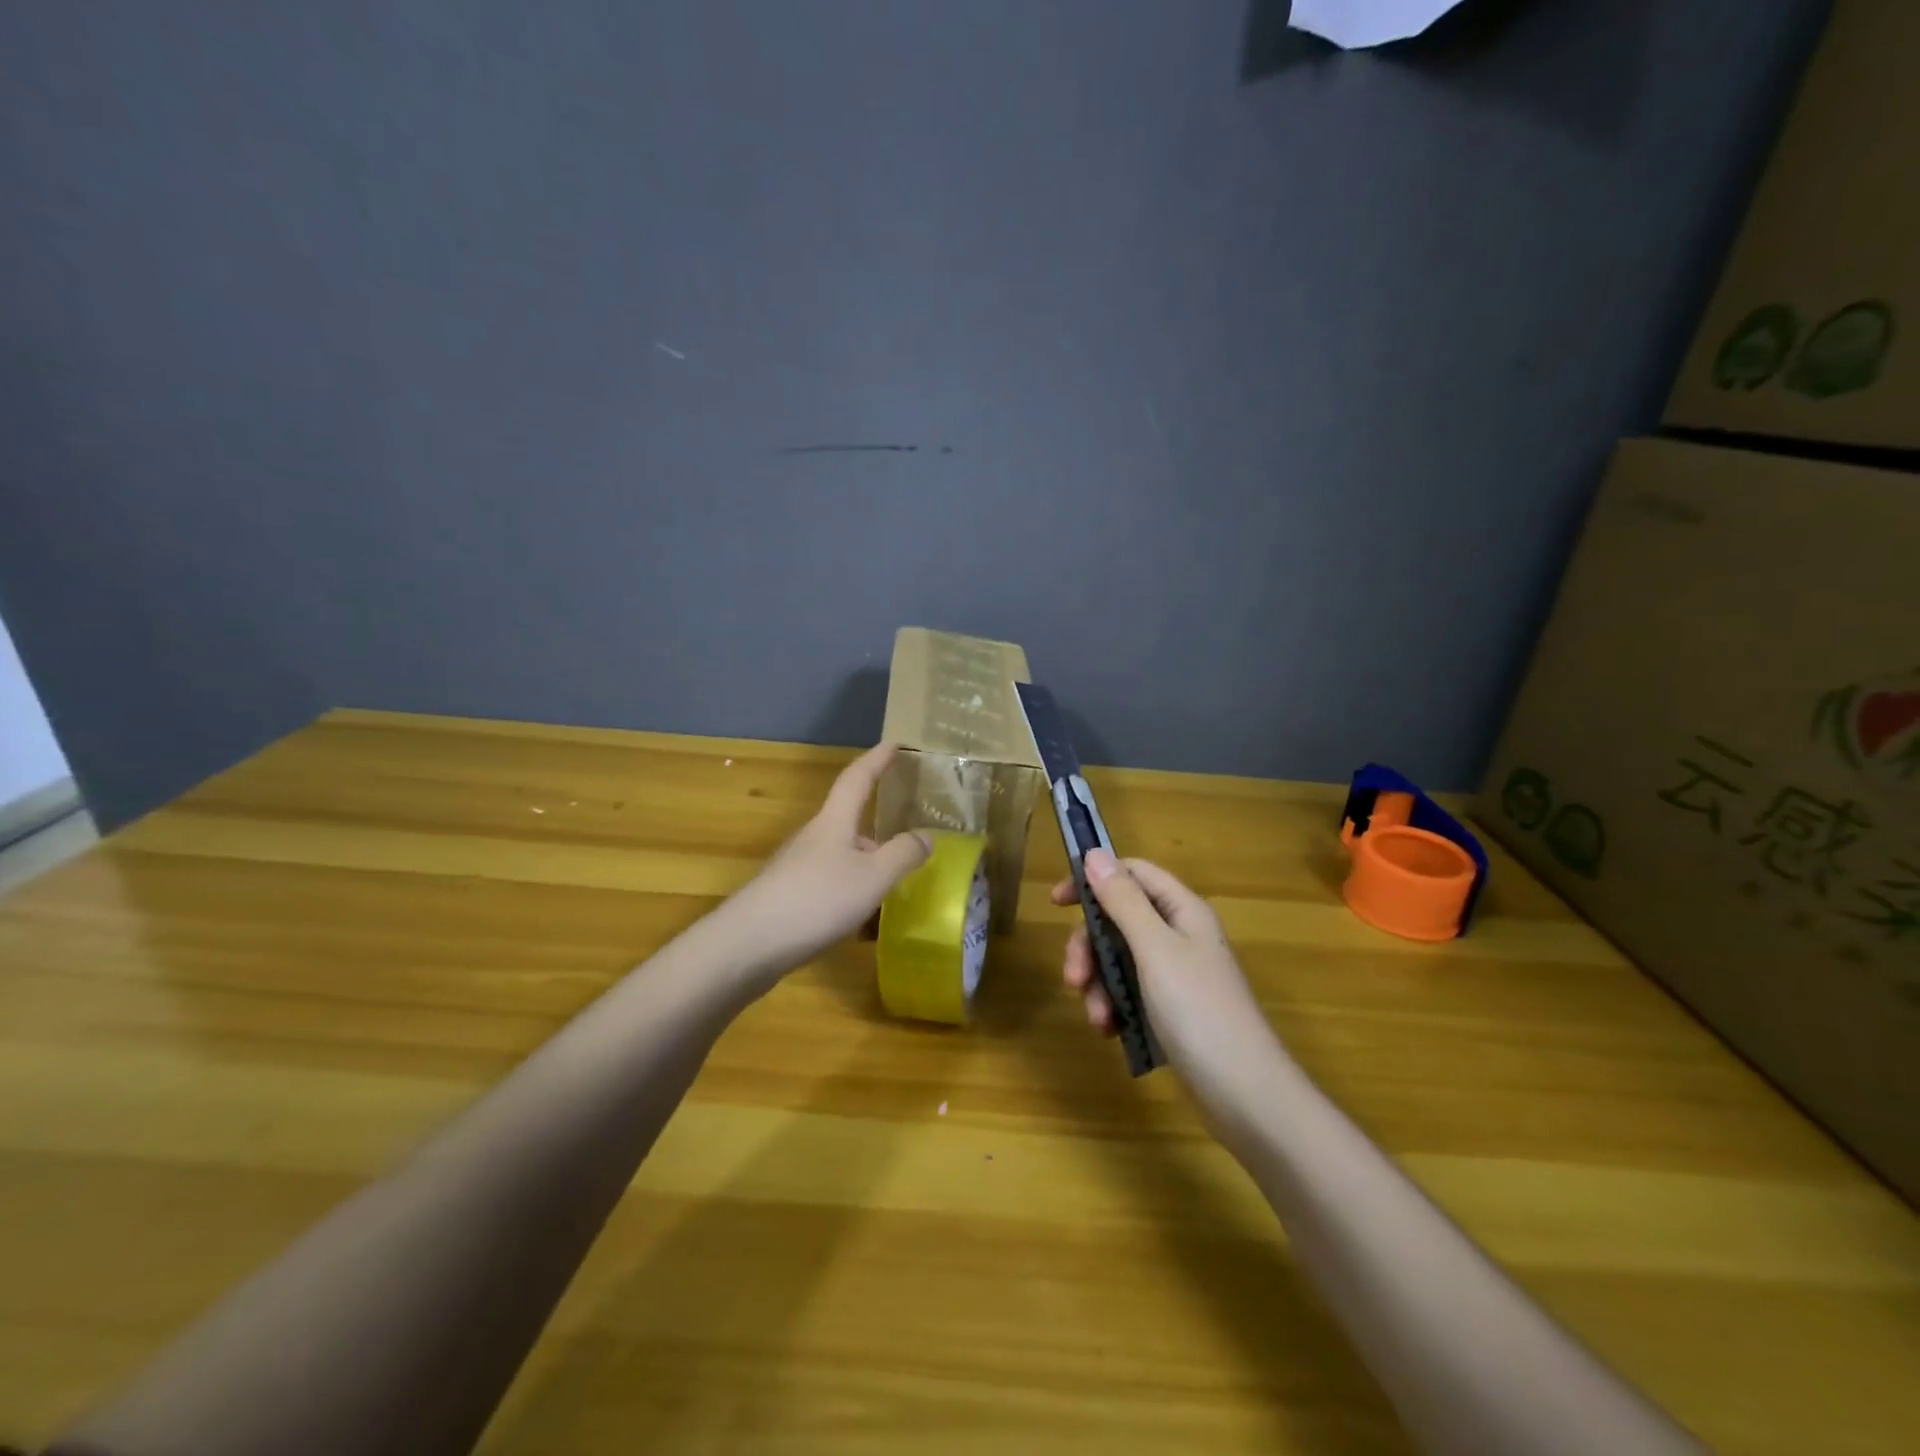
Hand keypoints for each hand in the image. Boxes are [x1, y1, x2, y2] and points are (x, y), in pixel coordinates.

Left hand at [719, 743, 931, 985]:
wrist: (748, 945)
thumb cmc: (816, 900)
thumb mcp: (872, 878)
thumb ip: (902, 855)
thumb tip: (925, 836)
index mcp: (834, 822)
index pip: (857, 779)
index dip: (876, 760)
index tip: (893, 744)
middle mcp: (813, 837)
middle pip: (848, 820)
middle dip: (875, 824)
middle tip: (906, 833)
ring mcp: (796, 867)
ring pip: (840, 855)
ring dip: (864, 862)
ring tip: (891, 883)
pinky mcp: (787, 896)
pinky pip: (828, 883)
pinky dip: (849, 890)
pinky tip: (859, 918)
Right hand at [1053, 850, 1282, 1104]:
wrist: (1245, 1094)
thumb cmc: (1199, 1010)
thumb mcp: (1154, 949)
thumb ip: (1123, 900)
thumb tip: (1095, 853)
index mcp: (1182, 910)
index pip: (1132, 874)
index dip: (1093, 880)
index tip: (1057, 903)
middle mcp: (1179, 935)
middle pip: (1118, 920)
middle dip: (1090, 947)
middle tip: (1073, 978)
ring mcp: (1176, 974)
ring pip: (1119, 959)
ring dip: (1099, 984)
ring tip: (1098, 1018)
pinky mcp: (1172, 1009)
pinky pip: (1130, 992)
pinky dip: (1114, 1006)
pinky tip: (1110, 1031)